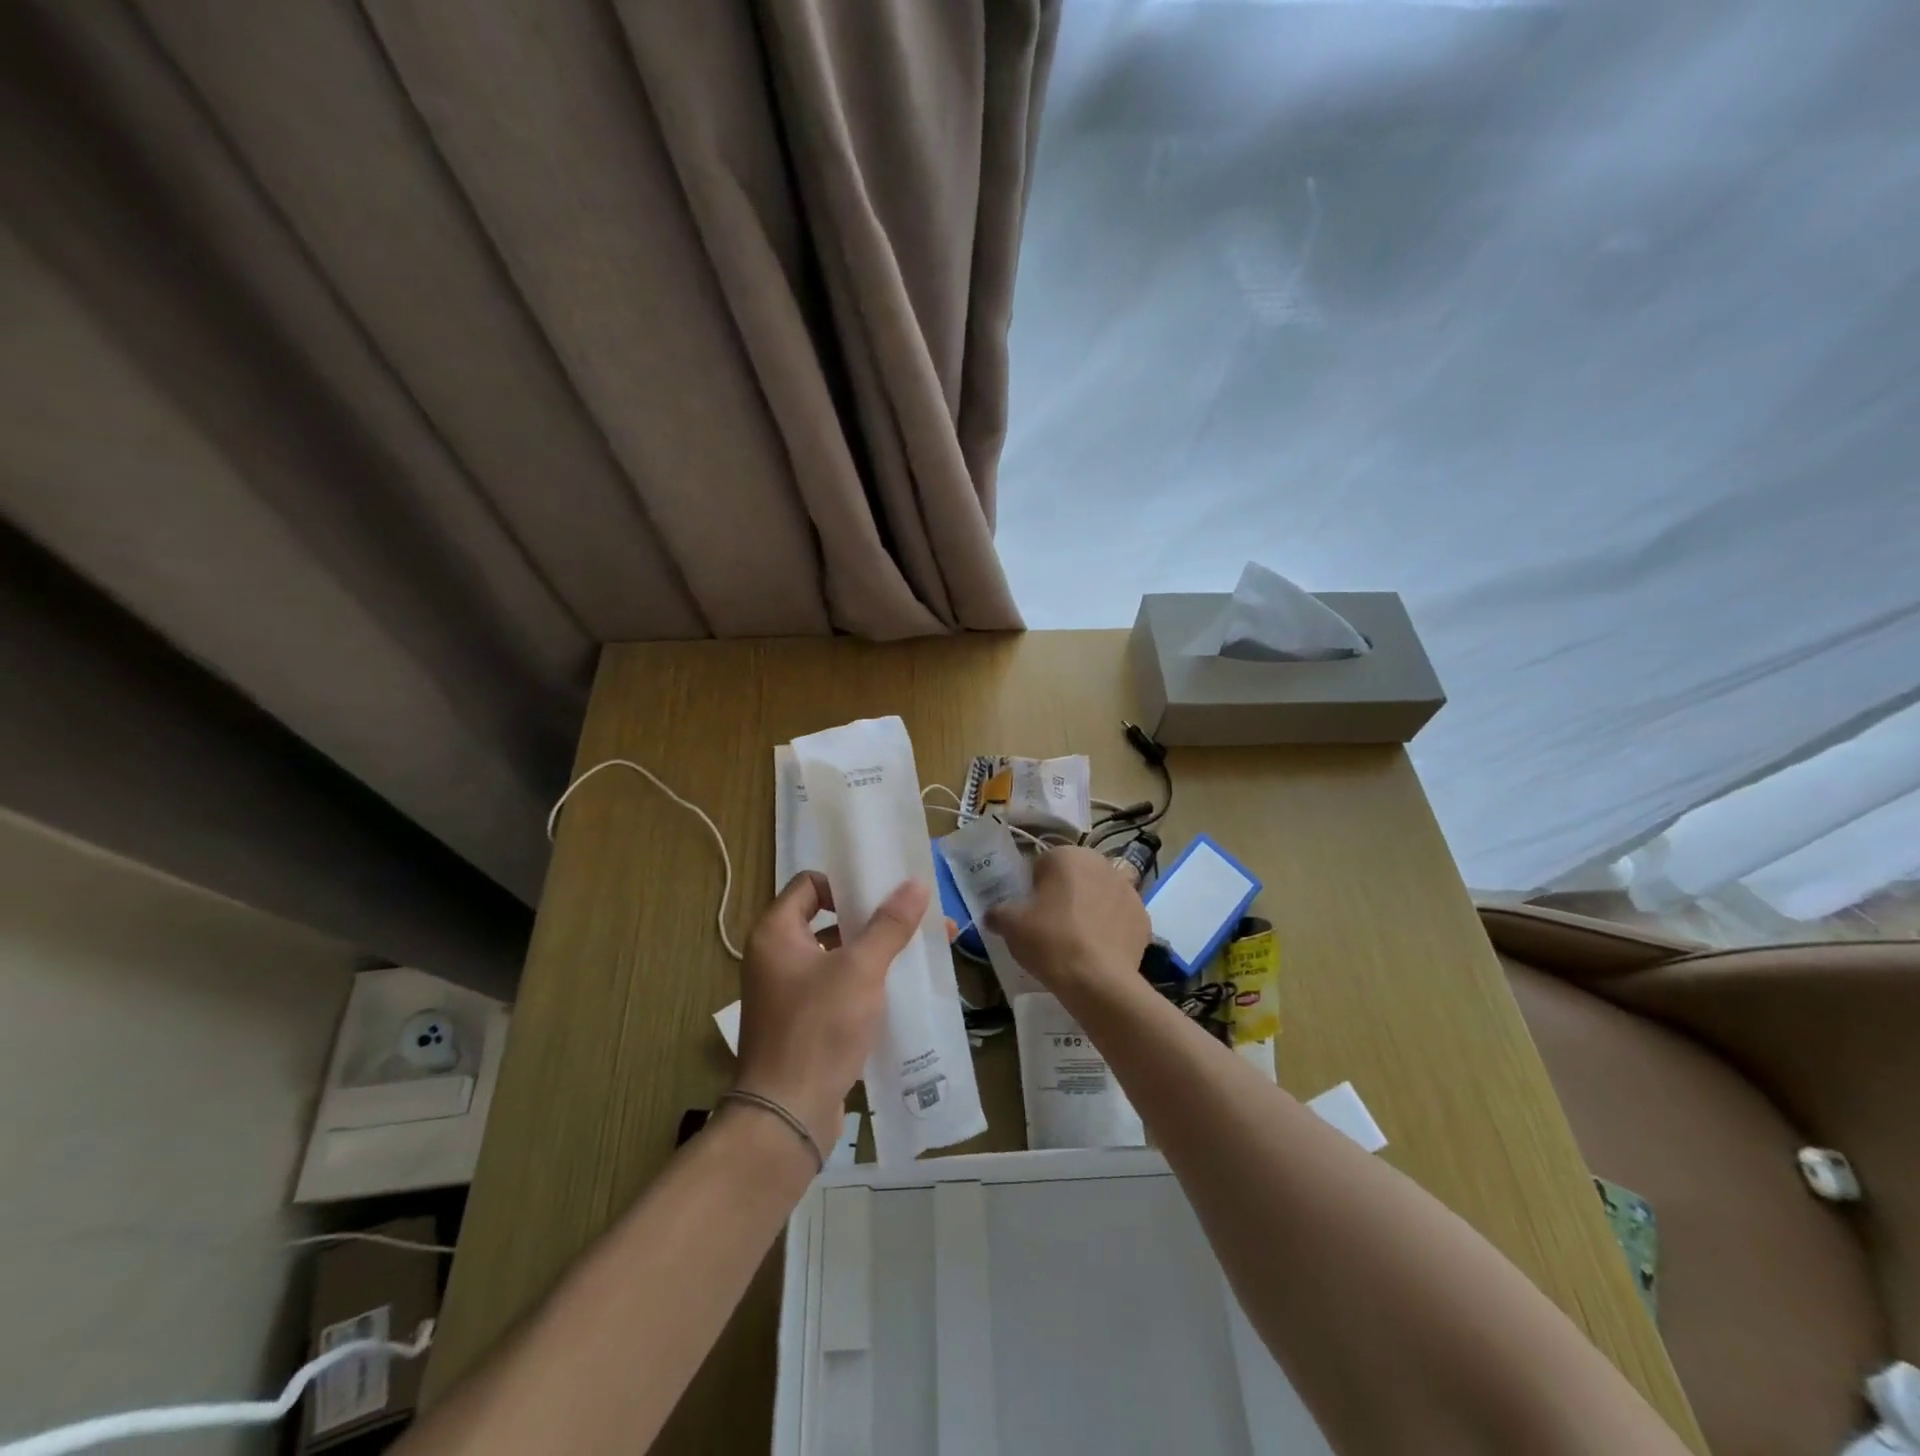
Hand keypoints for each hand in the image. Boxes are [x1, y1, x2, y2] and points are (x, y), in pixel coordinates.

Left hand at [732, 871, 929, 1156]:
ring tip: (919, 953)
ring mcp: (788, 993)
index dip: (845, 882)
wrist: (787, 1115)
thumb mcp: (860, 970)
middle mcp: (775, 957)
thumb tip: (916, 884)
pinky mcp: (803, 1023)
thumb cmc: (818, 1028)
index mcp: (775, 933)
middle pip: (827, 919)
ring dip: (874, 952)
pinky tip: (900, 990)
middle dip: (873, 919)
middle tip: (914, 919)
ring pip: (836, 956)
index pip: (810, 884)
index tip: (883, 895)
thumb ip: (889, 925)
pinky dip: (865, 983)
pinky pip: (837, 988)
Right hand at [987, 846, 1151, 1004]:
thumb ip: (998, 912)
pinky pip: (1119, 917)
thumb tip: (993, 914)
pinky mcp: (1143, 917)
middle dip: (1063, 894)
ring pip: (1099, 895)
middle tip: (1049, 925)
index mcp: (1067, 856)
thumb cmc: (1050, 941)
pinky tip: (1098, 950)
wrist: (1098, 981)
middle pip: (1074, 876)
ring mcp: (1127, 890)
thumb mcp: (1011, 925)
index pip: (1042, 865)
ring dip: (1089, 908)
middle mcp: (1101, 863)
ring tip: (1076, 940)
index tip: (1029, 911)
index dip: (1032, 888)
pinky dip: (1110, 928)